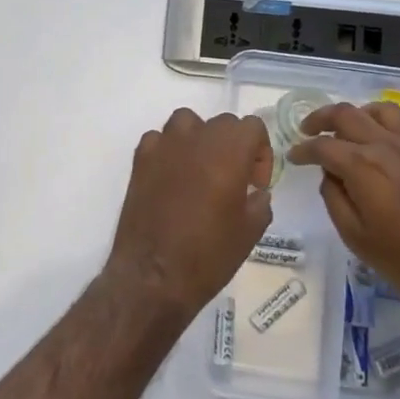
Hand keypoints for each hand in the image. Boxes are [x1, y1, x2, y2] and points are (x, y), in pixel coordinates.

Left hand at [106, 109, 273, 315]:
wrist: (154, 275)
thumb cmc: (209, 254)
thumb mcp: (251, 231)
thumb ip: (259, 201)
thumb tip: (255, 192)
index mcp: (229, 151)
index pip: (252, 126)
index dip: (260, 151)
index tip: (255, 182)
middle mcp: (196, 138)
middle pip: (222, 123)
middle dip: (233, 146)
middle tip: (233, 181)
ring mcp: (164, 146)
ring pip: (188, 123)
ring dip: (199, 140)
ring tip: (200, 172)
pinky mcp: (139, 160)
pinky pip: (159, 140)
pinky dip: (168, 151)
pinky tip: (171, 177)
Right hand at [287, 102, 399, 312]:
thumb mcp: (356, 237)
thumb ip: (335, 199)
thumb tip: (330, 175)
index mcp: (362, 166)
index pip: (322, 146)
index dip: (303, 150)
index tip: (293, 157)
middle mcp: (388, 146)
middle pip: (348, 115)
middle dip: (321, 119)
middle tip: (308, 131)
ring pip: (384, 110)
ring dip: (361, 114)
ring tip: (351, 130)